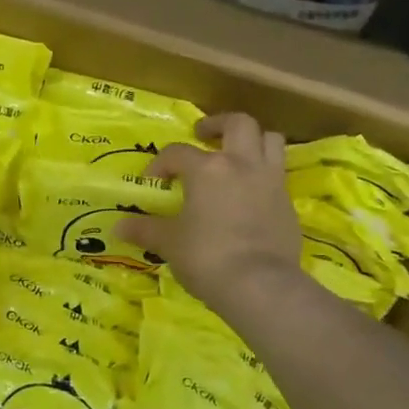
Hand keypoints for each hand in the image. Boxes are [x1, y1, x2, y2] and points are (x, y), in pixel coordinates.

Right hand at [116, 113, 303, 313]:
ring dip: (253, 140)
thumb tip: (119, 227)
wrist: (260, 285)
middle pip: (238, 124)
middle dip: (218, 124)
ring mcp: (270, 181)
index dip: (161, 163)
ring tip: (236, 154)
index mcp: (207, 168)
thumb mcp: (169, 244)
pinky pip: (279, 173)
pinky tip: (251, 191)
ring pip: (270, 140)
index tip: (153, 181)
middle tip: (203, 135)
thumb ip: (146, 230)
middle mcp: (242, 164)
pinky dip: (264, 172)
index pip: (177, 152)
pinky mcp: (288, 203)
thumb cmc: (207, 256)